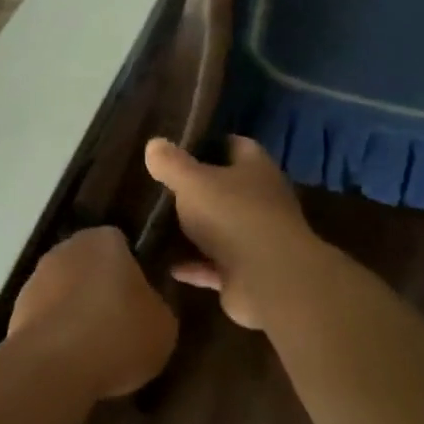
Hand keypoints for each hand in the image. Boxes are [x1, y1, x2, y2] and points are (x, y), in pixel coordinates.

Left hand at [8, 227, 177, 399]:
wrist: (55, 365)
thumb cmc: (119, 334)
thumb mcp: (163, 324)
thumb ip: (155, 305)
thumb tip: (144, 305)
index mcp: (104, 240)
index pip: (121, 245)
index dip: (132, 272)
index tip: (140, 302)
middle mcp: (66, 249)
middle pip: (89, 266)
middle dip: (100, 289)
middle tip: (120, 325)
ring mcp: (36, 277)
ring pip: (65, 291)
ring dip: (76, 311)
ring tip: (95, 350)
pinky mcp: (17, 309)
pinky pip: (46, 317)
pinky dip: (57, 333)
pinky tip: (71, 360)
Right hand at [143, 136, 323, 330]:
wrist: (269, 280)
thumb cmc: (232, 215)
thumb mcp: (192, 181)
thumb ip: (171, 163)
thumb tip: (154, 144)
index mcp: (256, 169)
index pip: (237, 146)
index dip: (211, 144)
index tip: (181, 148)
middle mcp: (263, 201)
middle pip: (229, 189)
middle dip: (201, 189)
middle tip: (164, 187)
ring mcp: (258, 239)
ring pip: (223, 229)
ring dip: (198, 231)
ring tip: (161, 226)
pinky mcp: (249, 273)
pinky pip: (216, 266)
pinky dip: (196, 266)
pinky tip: (170, 266)